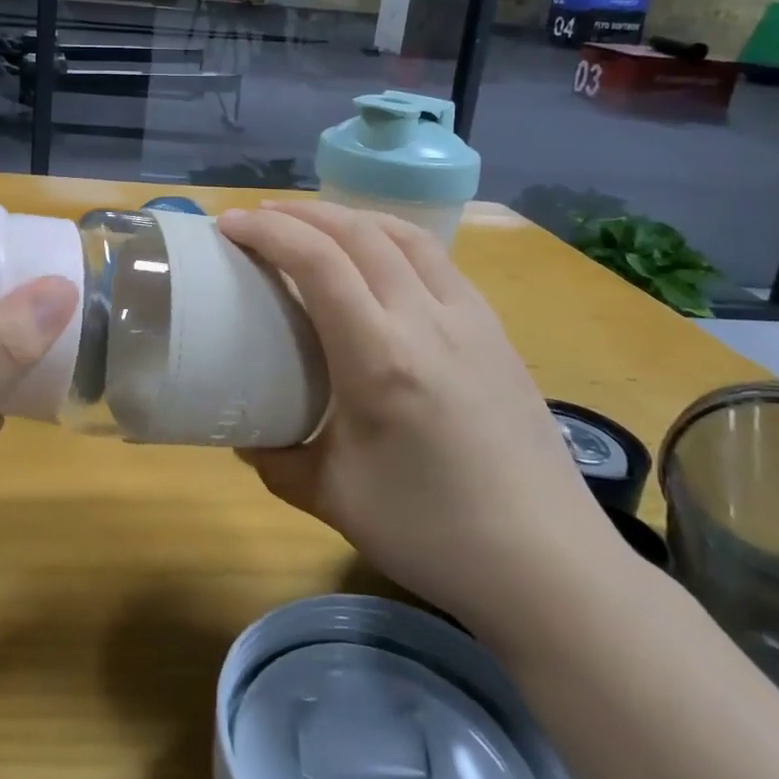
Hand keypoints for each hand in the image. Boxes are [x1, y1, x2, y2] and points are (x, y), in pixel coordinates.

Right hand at [216, 201, 613, 648]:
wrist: (549, 565)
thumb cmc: (434, 533)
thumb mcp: (334, 499)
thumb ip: (277, 459)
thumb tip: (244, 436)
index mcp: (379, 356)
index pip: (317, 262)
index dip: (268, 233)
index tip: (229, 226)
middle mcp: (426, 319)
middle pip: (358, 233)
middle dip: (301, 213)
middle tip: (260, 218)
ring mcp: (469, 318)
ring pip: (404, 235)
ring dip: (350, 217)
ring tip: (315, 223)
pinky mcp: (495, 330)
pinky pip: (437, 259)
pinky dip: (393, 238)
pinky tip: (380, 260)